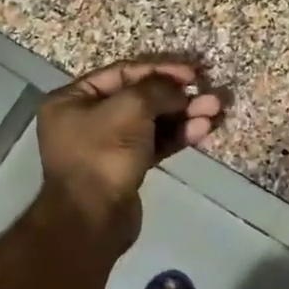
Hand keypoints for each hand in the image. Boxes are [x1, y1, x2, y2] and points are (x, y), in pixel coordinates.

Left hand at [35, 59, 222, 248]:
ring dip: (183, 115)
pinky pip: (154, 143)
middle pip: (140, 98)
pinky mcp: (126, 168)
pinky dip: (177, 136)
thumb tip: (180, 89)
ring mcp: (106, 146)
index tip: (192, 73)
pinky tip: (202, 131)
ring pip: (151, 122)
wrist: (92, 219)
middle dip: (177, 97)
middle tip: (210, 96)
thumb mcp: (130, 108)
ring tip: (215, 111)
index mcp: (73, 99)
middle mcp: (86, 119)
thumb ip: (157, 90)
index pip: (123, 73)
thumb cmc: (103, 154)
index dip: (160, 70)